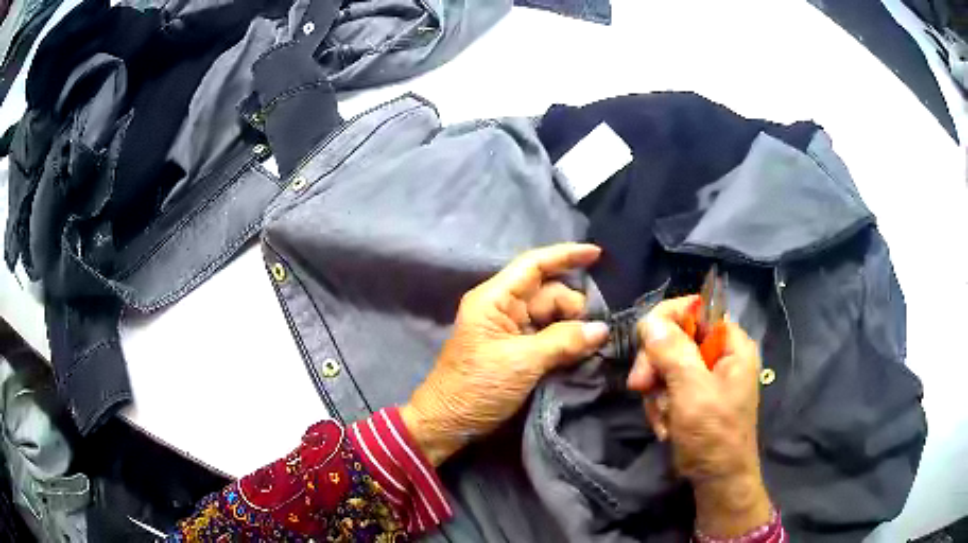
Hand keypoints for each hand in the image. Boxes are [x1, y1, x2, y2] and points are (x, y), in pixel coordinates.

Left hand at [400, 243, 609, 465]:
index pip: (533, 265)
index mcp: (494, 299)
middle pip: (548, 293)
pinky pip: (548, 336)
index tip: (598, 254)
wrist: (448, 424)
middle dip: (574, 307)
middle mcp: (502, 308)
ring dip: (573, 327)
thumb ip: (564, 341)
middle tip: (595, 334)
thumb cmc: (477, 388)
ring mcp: (510, 330)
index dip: (565, 255)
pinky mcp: (516, 351)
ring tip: (593, 345)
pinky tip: (582, 350)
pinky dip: (566, 342)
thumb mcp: (522, 363)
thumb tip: (601, 329)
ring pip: (551, 316)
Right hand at [627, 296, 771, 537]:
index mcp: (732, 344)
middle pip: (676, 336)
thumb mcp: (692, 392)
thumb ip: (672, 352)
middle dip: (656, 364)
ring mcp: (707, 376)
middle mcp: (721, 354)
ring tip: (662, 417)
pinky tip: (665, 425)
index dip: (668, 318)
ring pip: (666, 363)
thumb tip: (649, 320)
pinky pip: (667, 386)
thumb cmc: (713, 435)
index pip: (697, 307)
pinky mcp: (695, 395)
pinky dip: (660, 405)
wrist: (717, 480)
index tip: (644, 342)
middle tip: (640, 387)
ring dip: (656, 391)